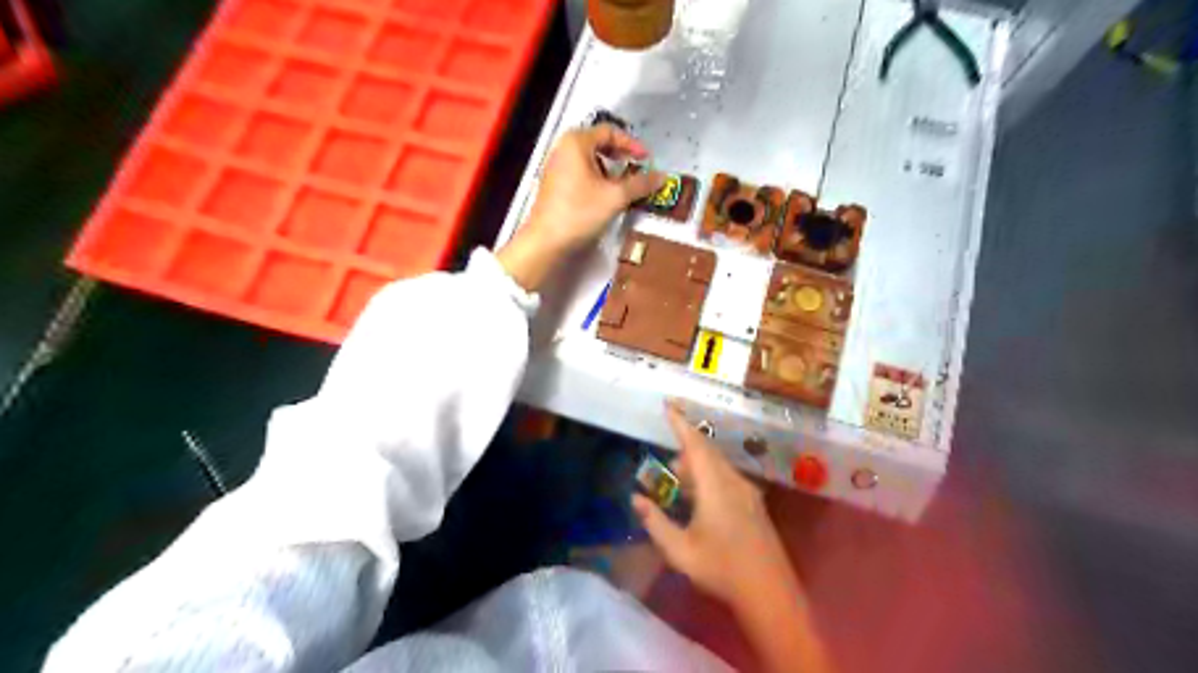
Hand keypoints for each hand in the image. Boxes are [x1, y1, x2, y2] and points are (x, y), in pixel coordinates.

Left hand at [496, 123, 664, 289]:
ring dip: (609, 170)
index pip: (609, 132)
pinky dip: (596, 180)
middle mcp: (563, 149)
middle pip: (598, 144)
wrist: (546, 241)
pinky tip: (605, 197)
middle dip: (620, 156)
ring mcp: (556, 167)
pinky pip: (580, 173)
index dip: (631, 143)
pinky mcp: (554, 185)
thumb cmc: (579, 212)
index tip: (646, 159)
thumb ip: (640, 184)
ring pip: (589, 160)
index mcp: (576, 142)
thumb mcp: (615, 197)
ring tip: (623, 187)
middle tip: (636, 169)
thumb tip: (662, 176)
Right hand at [630, 406, 797, 605]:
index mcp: (715, 486)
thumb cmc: (721, 569)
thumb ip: (655, 522)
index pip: (695, 445)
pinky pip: (727, 477)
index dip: (680, 423)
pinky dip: (709, 476)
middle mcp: (733, 481)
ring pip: (718, 465)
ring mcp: (747, 492)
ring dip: (697, 465)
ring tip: (678, 477)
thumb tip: (636, 498)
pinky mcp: (754, 504)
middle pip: (708, 452)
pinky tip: (699, 496)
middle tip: (666, 455)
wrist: (769, 592)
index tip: (668, 405)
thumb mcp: (680, 550)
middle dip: (686, 445)